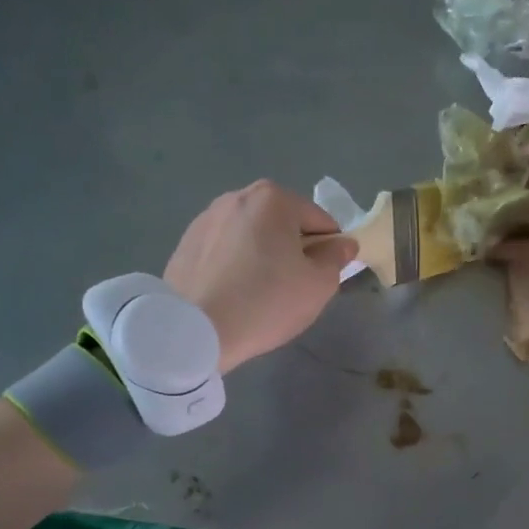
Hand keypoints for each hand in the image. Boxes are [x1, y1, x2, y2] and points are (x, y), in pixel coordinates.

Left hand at [164, 181, 355, 374]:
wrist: (193, 331)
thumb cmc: (265, 302)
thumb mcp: (318, 285)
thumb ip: (336, 258)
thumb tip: (343, 244)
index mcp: (273, 199)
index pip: (320, 222)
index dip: (329, 251)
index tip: (319, 280)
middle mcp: (237, 197)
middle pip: (284, 225)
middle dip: (293, 251)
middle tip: (290, 290)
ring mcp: (206, 218)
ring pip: (252, 237)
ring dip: (263, 257)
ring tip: (257, 295)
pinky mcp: (185, 243)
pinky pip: (226, 251)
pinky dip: (235, 266)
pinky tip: (232, 295)